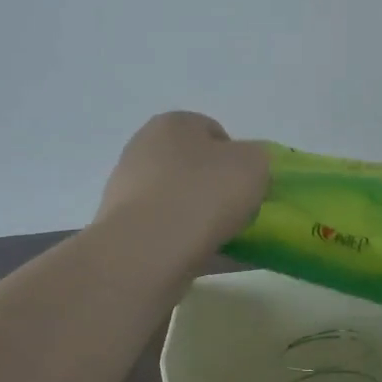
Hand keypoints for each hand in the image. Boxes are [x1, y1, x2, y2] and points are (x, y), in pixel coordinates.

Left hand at [94, 112, 269, 254]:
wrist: (149, 249)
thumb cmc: (204, 194)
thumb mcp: (254, 164)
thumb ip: (257, 158)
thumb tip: (246, 167)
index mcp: (174, 123)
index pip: (214, 133)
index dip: (238, 158)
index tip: (250, 185)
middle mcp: (144, 148)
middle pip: (194, 167)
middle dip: (217, 188)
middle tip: (239, 212)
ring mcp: (128, 189)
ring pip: (179, 200)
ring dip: (202, 216)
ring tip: (226, 240)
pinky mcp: (123, 226)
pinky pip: (167, 230)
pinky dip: (187, 241)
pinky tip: (207, 258)